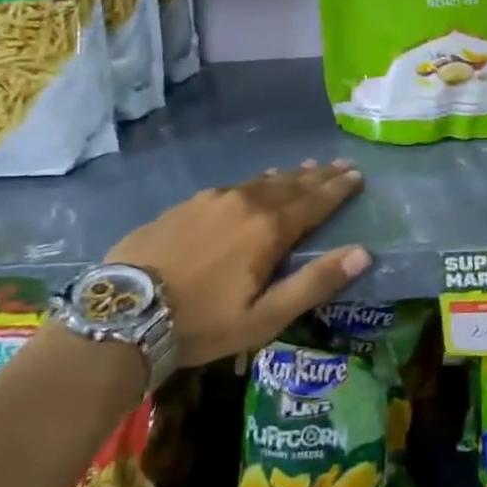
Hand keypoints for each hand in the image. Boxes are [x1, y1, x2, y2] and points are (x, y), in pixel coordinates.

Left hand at [105, 160, 369, 366]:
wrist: (124, 313)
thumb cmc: (202, 322)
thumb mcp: (265, 316)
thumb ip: (315, 283)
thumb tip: (363, 253)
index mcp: (269, 229)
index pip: (315, 201)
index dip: (339, 189)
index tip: (358, 174)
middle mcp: (246, 203)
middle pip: (291, 184)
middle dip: (319, 176)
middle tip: (340, 165)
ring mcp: (213, 199)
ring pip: (261, 181)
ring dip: (289, 176)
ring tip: (306, 168)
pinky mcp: (187, 204)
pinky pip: (234, 186)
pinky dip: (255, 183)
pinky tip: (254, 184)